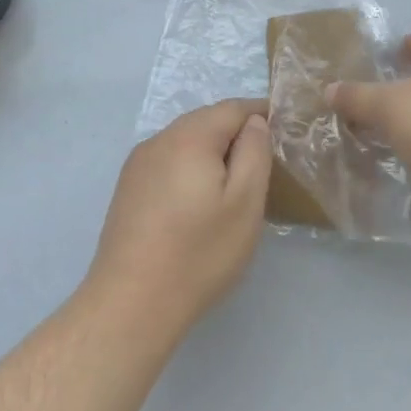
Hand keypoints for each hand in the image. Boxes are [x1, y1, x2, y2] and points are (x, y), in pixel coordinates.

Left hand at [87, 99, 271, 336]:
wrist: (131, 303)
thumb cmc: (199, 252)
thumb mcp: (245, 202)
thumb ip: (254, 152)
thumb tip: (254, 122)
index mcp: (190, 136)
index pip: (232, 108)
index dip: (260, 113)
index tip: (282, 129)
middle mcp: (160, 139)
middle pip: (206, 120)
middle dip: (235, 132)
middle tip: (262, 160)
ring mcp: (138, 163)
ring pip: (185, 140)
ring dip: (211, 150)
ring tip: (233, 181)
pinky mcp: (128, 188)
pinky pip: (168, 160)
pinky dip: (189, 166)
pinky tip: (197, 198)